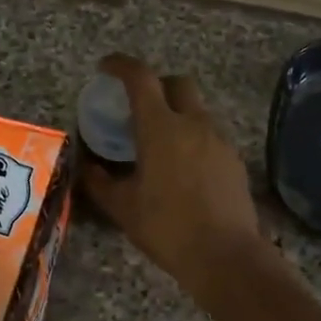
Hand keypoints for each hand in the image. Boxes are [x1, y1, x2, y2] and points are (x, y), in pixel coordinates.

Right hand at [79, 55, 269, 300]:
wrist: (225, 255)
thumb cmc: (167, 228)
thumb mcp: (122, 207)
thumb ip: (99, 182)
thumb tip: (85, 167)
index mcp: (161, 128)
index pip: (140, 78)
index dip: (121, 65)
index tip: (106, 67)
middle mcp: (193, 124)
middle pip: (177, 83)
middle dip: (157, 85)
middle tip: (138, 106)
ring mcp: (219, 140)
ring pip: (197, 110)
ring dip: (177, 114)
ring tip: (160, 143)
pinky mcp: (235, 160)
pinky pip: (210, 136)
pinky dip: (193, 139)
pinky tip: (184, 169)